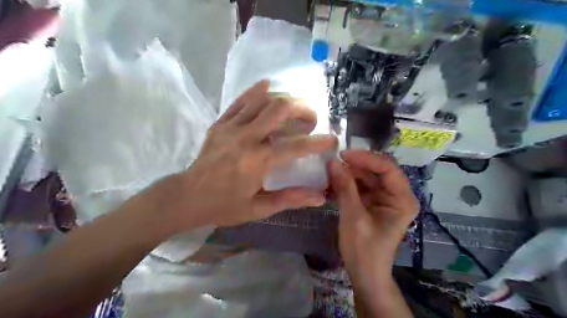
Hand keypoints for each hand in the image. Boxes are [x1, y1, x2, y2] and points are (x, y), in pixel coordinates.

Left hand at [159, 79, 335, 230]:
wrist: (186, 197)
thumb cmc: (224, 206)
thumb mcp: (259, 208)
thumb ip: (290, 199)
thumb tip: (320, 197)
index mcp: (257, 162)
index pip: (296, 146)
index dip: (318, 142)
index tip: (332, 140)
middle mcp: (246, 138)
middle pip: (280, 109)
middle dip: (302, 109)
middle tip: (311, 118)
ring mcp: (231, 127)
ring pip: (262, 100)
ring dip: (284, 99)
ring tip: (295, 106)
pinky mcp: (220, 123)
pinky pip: (239, 101)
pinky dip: (255, 91)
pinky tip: (267, 84)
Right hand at [328, 150, 419, 273]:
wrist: (364, 274)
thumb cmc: (363, 249)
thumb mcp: (353, 216)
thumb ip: (344, 187)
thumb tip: (332, 161)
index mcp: (402, 199)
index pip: (387, 168)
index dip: (365, 158)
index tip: (343, 155)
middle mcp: (397, 195)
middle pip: (376, 171)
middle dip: (354, 166)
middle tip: (332, 163)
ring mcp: (385, 198)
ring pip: (366, 177)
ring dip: (348, 174)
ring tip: (328, 172)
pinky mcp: (373, 203)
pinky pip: (360, 186)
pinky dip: (346, 184)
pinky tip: (332, 183)